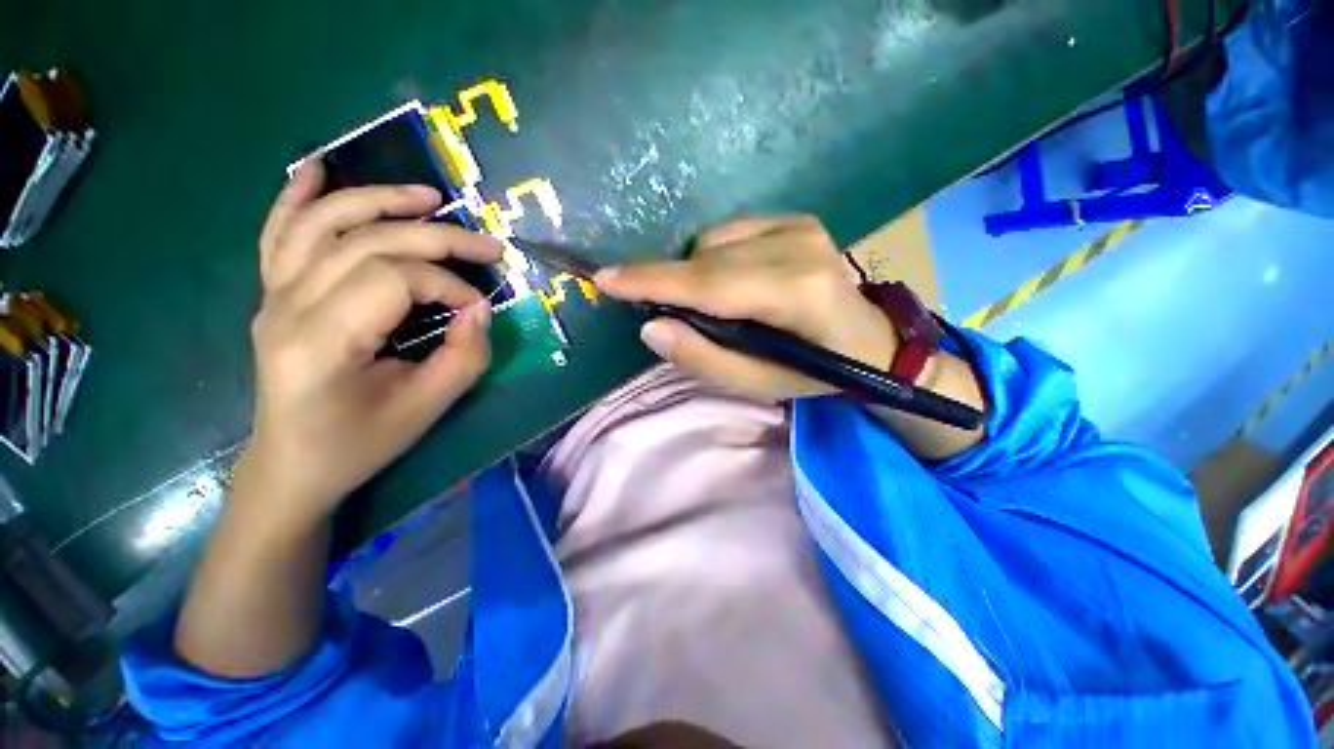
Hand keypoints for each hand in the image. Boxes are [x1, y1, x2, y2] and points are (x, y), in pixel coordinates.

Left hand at [239, 160, 501, 525]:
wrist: (293, 465)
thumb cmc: (360, 444)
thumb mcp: (427, 409)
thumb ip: (464, 356)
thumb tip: (479, 309)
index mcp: (321, 342)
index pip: (393, 280)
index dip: (448, 284)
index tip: (479, 308)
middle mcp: (286, 308)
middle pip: (366, 243)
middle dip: (435, 237)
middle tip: (487, 243)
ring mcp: (272, 296)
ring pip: (323, 225)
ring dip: (378, 200)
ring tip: (427, 195)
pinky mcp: (272, 295)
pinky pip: (279, 234)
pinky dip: (298, 196)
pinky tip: (317, 168)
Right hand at [594, 215, 896, 400]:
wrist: (870, 341)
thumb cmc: (813, 372)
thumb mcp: (757, 383)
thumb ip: (703, 357)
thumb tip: (651, 327)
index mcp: (795, 294)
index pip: (708, 284)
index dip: (652, 281)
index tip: (605, 279)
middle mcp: (798, 247)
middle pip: (706, 260)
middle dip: (667, 281)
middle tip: (650, 305)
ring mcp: (801, 226)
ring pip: (713, 243)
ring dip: (696, 273)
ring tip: (712, 306)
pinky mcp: (799, 220)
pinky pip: (731, 232)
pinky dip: (715, 258)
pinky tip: (733, 281)